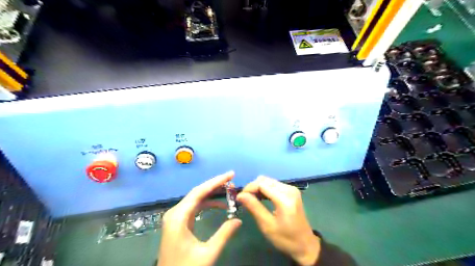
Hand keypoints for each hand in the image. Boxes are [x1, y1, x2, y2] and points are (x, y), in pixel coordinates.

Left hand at [158, 171, 242, 265]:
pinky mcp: (178, 222)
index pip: (199, 192)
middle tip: (232, 179)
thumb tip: (239, 220)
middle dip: (215, 185)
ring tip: (228, 191)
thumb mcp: (208, 253)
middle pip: (197, 192)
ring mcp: (176, 217)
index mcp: (178, 217)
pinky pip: (194, 207)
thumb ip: (224, 234)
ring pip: (196, 198)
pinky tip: (219, 205)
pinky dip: (207, 203)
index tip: (231, 174)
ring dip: (212, 194)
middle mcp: (175, 212)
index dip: (216, 181)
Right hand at [237, 176, 318, 264]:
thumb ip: (254, 207)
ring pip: (268, 181)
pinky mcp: (291, 191)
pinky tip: (261, 198)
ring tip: (251, 200)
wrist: (305, 244)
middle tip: (245, 200)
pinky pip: (273, 185)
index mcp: (285, 198)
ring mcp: (291, 189)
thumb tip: (240, 195)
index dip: (248, 188)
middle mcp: (289, 189)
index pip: (261, 184)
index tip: (239, 198)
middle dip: (252, 187)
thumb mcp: (267, 225)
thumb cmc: (286, 238)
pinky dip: (265, 189)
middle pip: (265, 180)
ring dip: (258, 188)